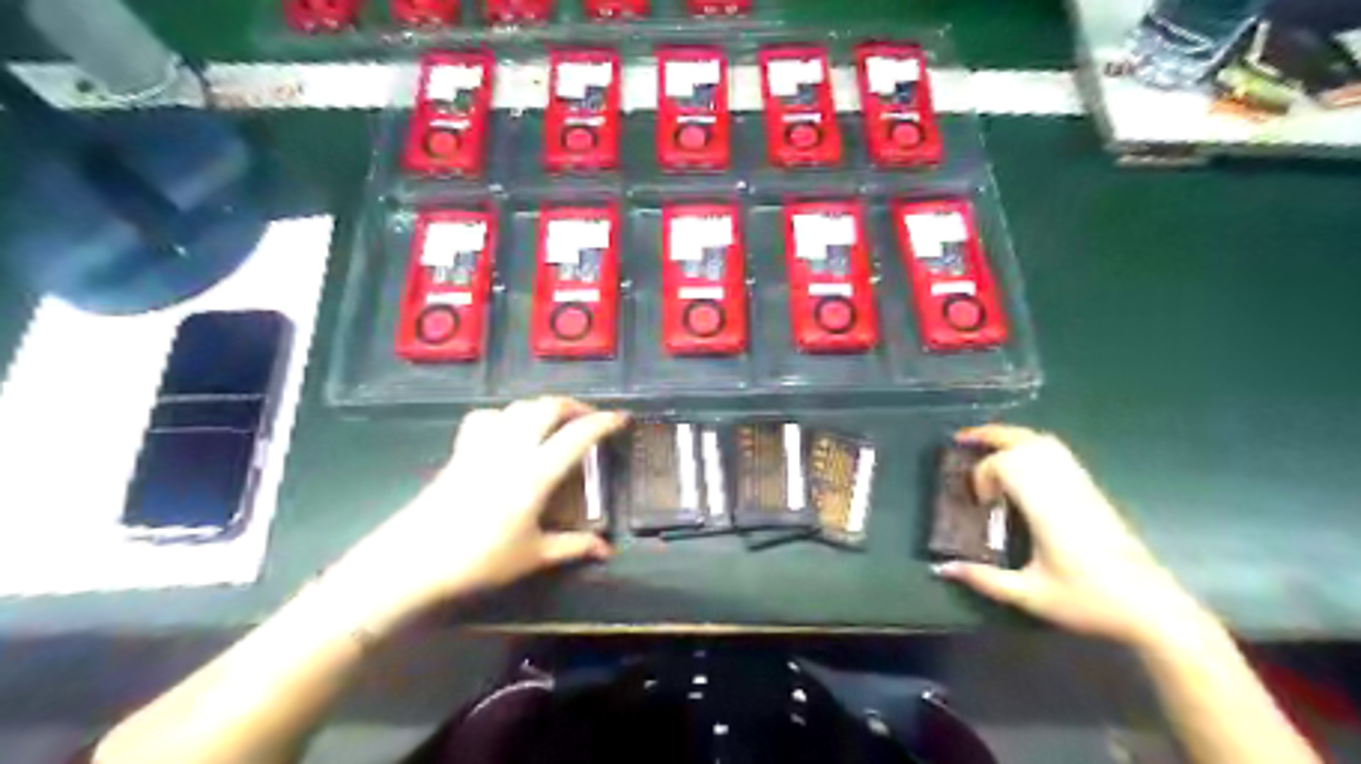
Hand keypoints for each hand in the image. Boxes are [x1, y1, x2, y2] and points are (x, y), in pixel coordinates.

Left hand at [322, 395, 625, 630]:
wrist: (412, 562)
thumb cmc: (479, 560)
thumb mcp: (533, 556)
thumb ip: (573, 547)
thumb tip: (606, 550)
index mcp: (535, 473)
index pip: (577, 436)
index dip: (603, 423)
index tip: (621, 419)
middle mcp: (511, 448)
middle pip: (546, 408)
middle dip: (573, 405)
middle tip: (589, 418)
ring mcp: (482, 446)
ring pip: (517, 407)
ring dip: (542, 407)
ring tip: (554, 421)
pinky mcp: (460, 452)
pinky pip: (486, 418)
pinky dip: (505, 416)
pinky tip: (507, 430)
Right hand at [938, 423, 1210, 644]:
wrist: (1153, 608)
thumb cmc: (1089, 601)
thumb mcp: (1030, 596)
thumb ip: (984, 580)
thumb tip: (943, 569)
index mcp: (1048, 507)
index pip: (1007, 465)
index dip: (984, 476)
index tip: (981, 505)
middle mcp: (1064, 487)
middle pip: (1024, 441)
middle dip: (989, 435)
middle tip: (960, 440)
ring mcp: (1081, 485)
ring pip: (1043, 442)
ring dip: (1011, 437)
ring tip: (985, 445)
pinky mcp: (1091, 490)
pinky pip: (1058, 453)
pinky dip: (1031, 446)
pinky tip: (1019, 463)